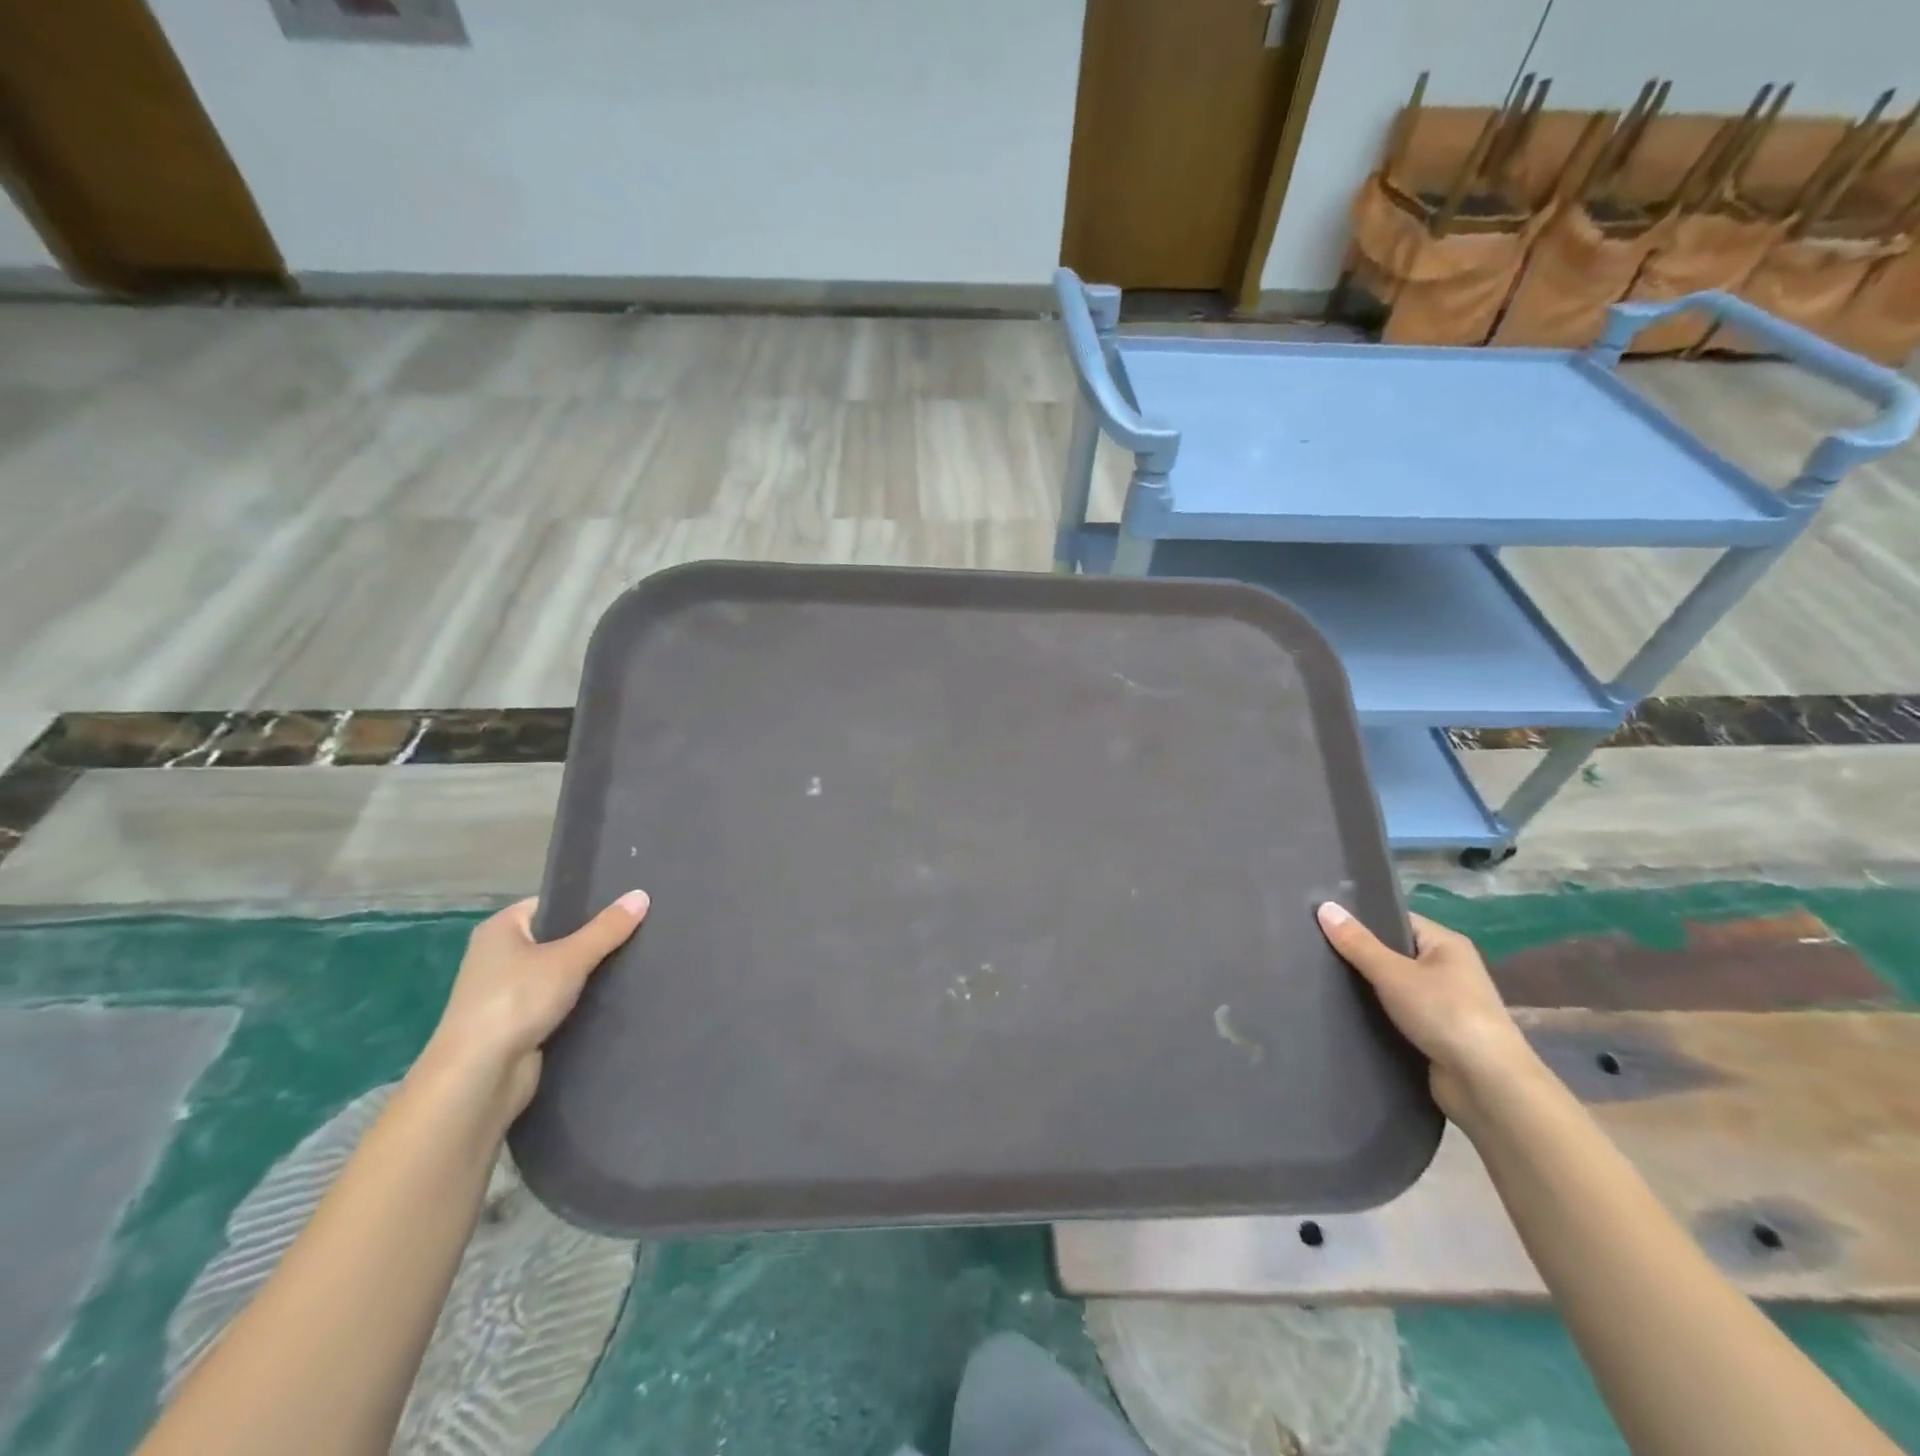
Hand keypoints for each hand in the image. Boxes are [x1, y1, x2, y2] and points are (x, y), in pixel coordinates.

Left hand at [416, 891, 648, 1121]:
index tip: (629, 904)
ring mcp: (509, 994)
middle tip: (643, 930)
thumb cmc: (515, 1002)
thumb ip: (607, 929)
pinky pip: (561, 1003)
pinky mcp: (521, 1025)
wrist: (478, 1079)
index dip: (589, 903)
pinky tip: (619, 997)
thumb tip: (641, 894)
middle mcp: (500, 957)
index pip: (554, 904)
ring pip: (563, 974)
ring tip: (639, 961)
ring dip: (593, 974)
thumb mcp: (569, 958)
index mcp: (501, 929)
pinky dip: (584, 1002)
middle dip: (597, 940)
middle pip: (560, 939)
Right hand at [1316, 902, 1538, 1118]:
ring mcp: (1443, 1003)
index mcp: (1446, 944)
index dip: (1361, 918)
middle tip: (1313, 948)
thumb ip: (1357, 943)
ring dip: (1365, 987)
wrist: (1487, 1086)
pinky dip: (1375, 1013)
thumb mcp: (1393, 974)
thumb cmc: (1444, 1015)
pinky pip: (1396, 1013)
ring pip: (1392, 985)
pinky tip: (1343, 1011)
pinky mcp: (1435, 1034)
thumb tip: (1324, 907)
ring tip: (1319, 978)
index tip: (1321, 919)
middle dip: (1358, 954)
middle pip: (1392, 952)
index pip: (1396, 919)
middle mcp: (1448, 969)